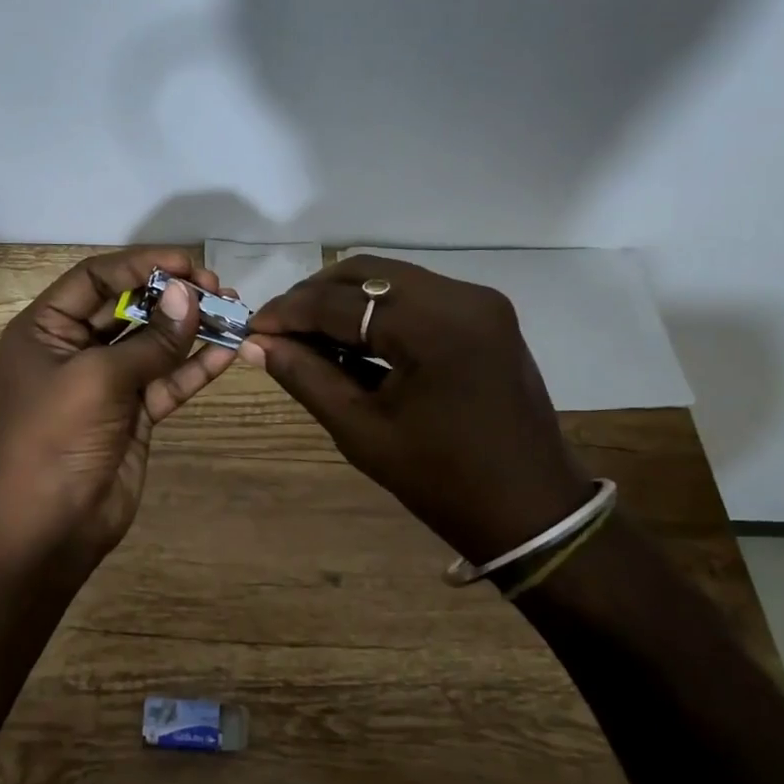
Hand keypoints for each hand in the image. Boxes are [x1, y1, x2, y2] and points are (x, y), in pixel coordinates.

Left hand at [0, 248, 234, 574]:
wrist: (51, 524)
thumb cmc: (58, 436)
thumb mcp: (99, 378)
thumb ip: (151, 339)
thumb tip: (191, 295)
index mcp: (46, 328)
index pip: (95, 278)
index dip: (140, 264)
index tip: (187, 263)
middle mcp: (74, 348)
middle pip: (128, 306)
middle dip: (171, 295)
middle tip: (217, 286)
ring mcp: (107, 382)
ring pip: (153, 343)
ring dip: (190, 328)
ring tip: (233, 310)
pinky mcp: (134, 413)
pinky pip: (167, 380)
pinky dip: (196, 367)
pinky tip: (229, 350)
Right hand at [243, 256, 592, 563]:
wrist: (531, 509)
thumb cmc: (440, 480)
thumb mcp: (360, 430)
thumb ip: (305, 376)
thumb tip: (256, 345)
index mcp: (433, 326)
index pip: (340, 302)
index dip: (288, 313)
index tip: (252, 328)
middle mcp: (461, 296)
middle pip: (366, 273)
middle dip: (314, 296)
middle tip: (278, 329)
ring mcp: (480, 302)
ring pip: (391, 280)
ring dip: (344, 301)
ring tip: (308, 334)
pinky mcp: (486, 315)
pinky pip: (418, 296)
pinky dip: (379, 311)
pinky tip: (352, 338)